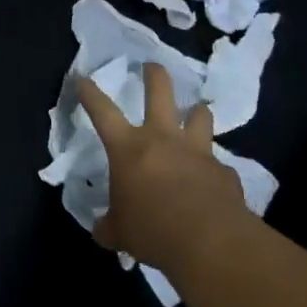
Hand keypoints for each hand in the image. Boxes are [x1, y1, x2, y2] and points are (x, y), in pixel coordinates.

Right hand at [76, 62, 254, 275]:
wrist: (209, 240)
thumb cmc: (152, 229)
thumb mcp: (119, 233)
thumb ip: (110, 226)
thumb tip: (103, 230)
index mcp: (128, 148)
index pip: (102, 112)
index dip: (90, 94)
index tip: (83, 79)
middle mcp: (163, 139)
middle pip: (160, 92)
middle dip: (154, 75)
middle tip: (151, 66)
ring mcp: (197, 151)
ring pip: (200, 116)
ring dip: (197, 113)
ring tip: (196, 112)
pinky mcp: (224, 171)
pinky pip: (217, 164)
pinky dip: (213, 169)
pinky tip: (212, 182)